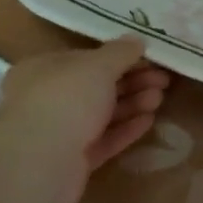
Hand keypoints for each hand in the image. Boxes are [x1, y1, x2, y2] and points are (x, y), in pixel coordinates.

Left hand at [0, 37, 171, 202]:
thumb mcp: (97, 66)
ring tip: (160, 98)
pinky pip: (103, 140)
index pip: (86, 59)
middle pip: (97, 87)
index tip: (149, 59)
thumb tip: (137, 40)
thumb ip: (120, 52)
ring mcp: (59, 132)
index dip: (120, 58)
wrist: (40, 162)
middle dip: (132, 82)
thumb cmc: (66, 100)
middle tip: (163, 80)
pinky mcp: (72, 161)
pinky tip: (149, 121)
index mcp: (43, 69)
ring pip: (102, 114)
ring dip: (132, 104)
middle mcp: (47, 98)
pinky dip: (125, 129)